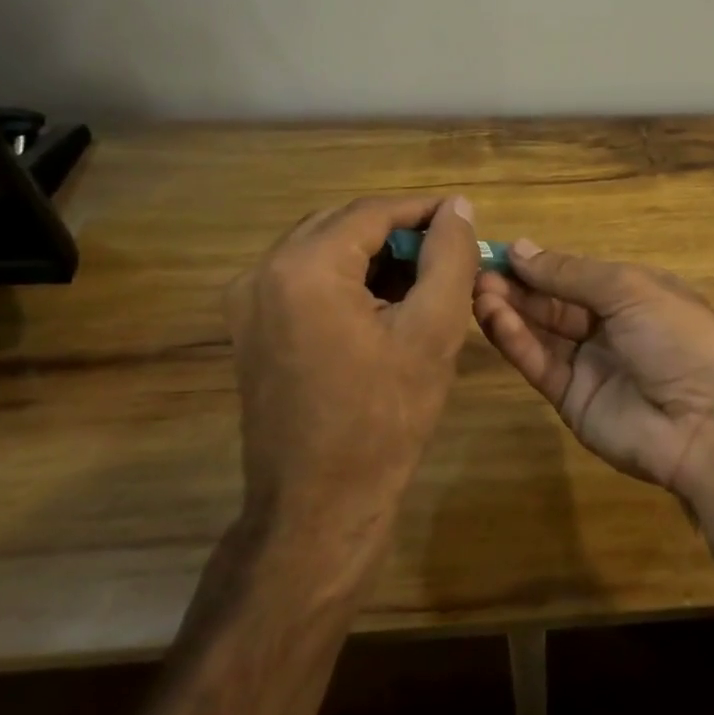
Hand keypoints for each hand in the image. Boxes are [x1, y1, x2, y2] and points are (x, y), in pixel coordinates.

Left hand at [226, 195, 478, 526]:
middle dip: (400, 230)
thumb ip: (450, 256)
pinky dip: (348, 278)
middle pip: (344, 224)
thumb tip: (458, 207)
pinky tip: (386, 301)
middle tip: (448, 250)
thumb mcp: (433, 329)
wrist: (319, 507)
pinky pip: (305, 278)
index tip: (466, 219)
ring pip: (324, 248)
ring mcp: (247, 302)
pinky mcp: (250, 328)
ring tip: (424, 276)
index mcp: (303, 268)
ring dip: (374, 253)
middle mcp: (262, 272)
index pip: (373, 211)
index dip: (425, 210)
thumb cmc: (384, 418)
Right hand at [473, 242, 713, 497]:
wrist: (706, 423)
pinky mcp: (571, 399)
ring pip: (541, 331)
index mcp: (632, 293)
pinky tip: (493, 318)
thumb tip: (521, 248)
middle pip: (554, 302)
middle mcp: (608, 325)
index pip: (576, 273)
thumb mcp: (629, 289)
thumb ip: (571, 272)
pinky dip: (516, 341)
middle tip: (477, 272)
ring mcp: (590, 364)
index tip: (499, 252)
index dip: (540, 264)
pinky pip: (540, 363)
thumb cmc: (676, 337)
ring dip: (510, 310)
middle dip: (519, 286)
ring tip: (477, 291)